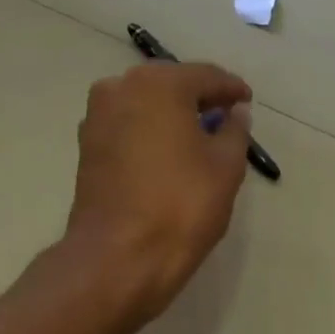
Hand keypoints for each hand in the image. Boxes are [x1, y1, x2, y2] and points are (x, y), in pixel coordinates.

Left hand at [65, 61, 253, 326]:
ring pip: (146, 102)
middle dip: (199, 97)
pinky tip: (168, 150)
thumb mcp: (226, 166)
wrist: (117, 257)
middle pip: (171, 83)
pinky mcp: (86, 145)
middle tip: (226, 116)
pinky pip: (128, 123)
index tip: (248, 102)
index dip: (231, 89)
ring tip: (199, 135)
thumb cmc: (181, 205)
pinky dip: (150, 129)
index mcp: (160, 84)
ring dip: (172, 112)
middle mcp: (121, 87)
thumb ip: (235, 130)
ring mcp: (98, 116)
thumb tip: (236, 111)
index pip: (205, 76)